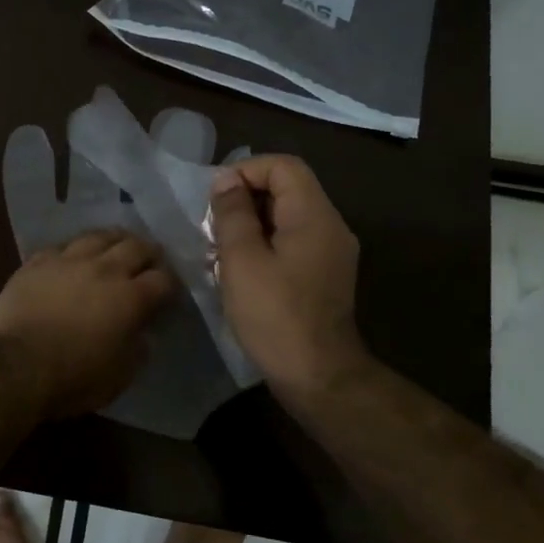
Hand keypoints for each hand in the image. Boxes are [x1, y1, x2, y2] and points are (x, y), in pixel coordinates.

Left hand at [0, 230, 175, 419]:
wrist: (14, 366)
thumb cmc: (72, 378)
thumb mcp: (119, 376)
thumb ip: (137, 349)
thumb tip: (142, 333)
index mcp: (130, 298)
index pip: (163, 279)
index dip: (171, 284)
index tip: (170, 291)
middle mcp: (104, 269)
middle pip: (136, 246)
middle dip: (150, 252)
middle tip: (151, 259)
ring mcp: (68, 260)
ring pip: (99, 236)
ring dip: (115, 239)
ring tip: (118, 244)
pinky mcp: (37, 262)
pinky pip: (63, 246)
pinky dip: (76, 249)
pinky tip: (75, 255)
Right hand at [210, 155, 371, 405]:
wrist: (317, 376)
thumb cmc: (274, 315)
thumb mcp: (242, 260)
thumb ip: (233, 213)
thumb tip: (226, 181)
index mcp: (314, 215)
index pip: (283, 166)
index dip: (246, 172)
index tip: (216, 199)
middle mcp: (330, 226)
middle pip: (287, 189)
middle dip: (244, 200)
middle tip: (213, 227)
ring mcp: (331, 253)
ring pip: (287, 217)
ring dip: (250, 225)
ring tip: (219, 251)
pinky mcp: (324, 275)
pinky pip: (292, 242)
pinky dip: (264, 245)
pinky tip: (239, 271)